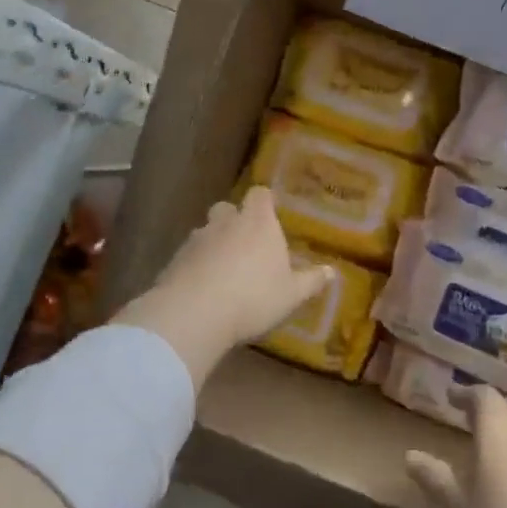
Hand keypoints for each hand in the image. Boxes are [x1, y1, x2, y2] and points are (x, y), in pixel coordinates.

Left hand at [114, 187, 331, 388]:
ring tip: (222, 270)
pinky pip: (189, 255)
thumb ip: (311, 281)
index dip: (264, 201)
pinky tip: (201, 287)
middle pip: (228, 208)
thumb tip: (332, 272)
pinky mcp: (174, 259)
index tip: (269, 211)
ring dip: (213, 243)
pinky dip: (195, 265)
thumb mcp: (291, 295)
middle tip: (245, 243)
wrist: (195, 312)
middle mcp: (226, 222)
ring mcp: (197, 239)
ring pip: (206, 231)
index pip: (260, 195)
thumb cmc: (254, 297)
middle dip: (234, 220)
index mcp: (258, 223)